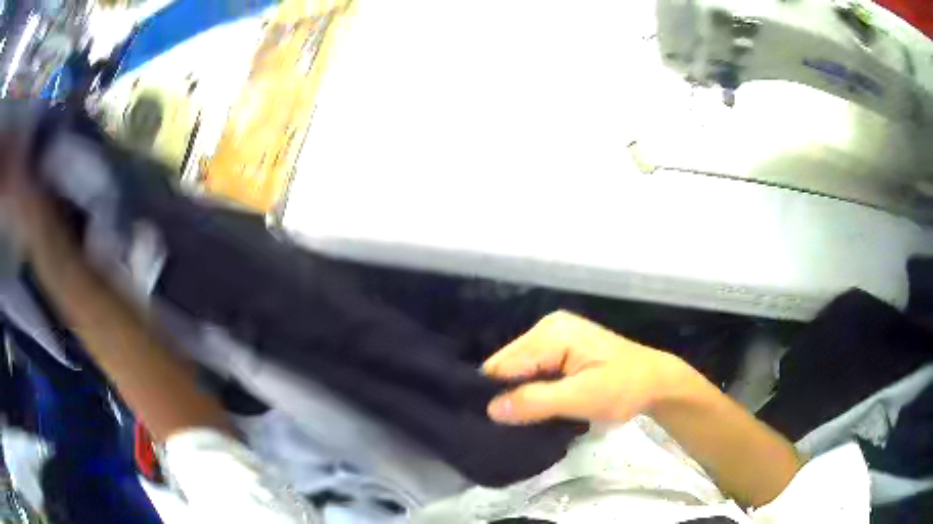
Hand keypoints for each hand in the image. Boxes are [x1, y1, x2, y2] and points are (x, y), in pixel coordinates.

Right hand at [482, 311, 688, 424]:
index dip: (497, 394)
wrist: (656, 382)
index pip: (504, 364)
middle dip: (509, 393)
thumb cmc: (623, 389)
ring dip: (522, 394)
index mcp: (551, 333)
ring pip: (520, 370)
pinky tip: (539, 405)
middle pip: (509, 365)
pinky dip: (534, 389)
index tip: (496, 424)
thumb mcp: (581, 398)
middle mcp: (548, 327)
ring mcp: (555, 336)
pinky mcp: (562, 348)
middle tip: (515, 424)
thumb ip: (535, 402)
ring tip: (526, 418)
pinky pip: (534, 370)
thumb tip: (491, 409)